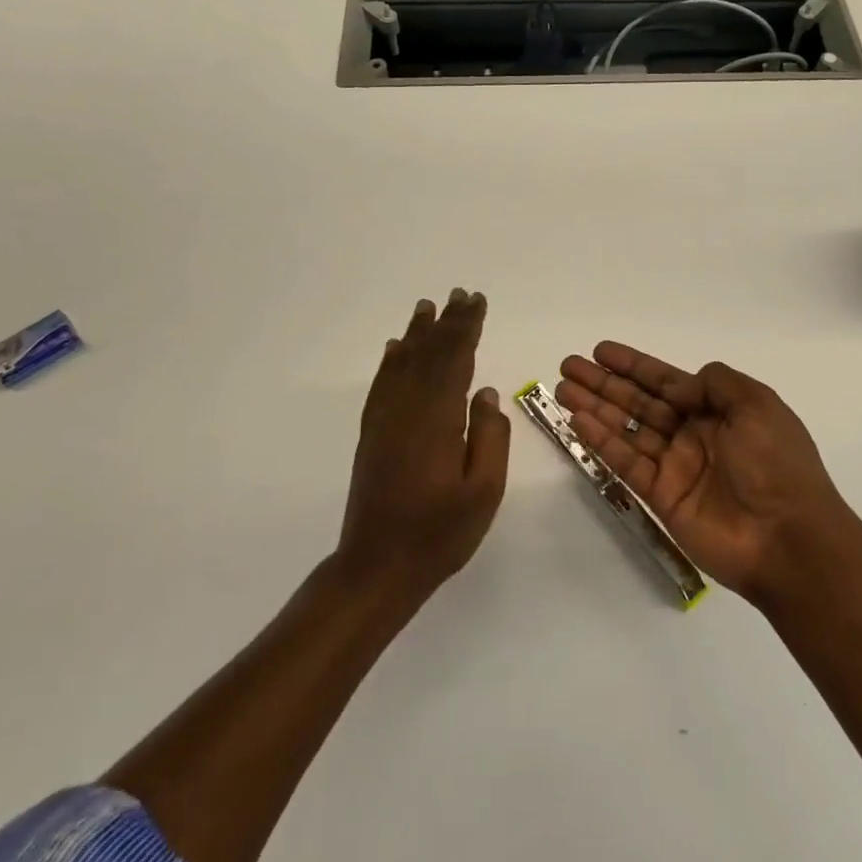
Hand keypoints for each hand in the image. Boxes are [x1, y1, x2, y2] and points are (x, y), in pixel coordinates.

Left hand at [338, 289, 509, 599]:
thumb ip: (490, 438)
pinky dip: (391, 361)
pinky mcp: (372, 434)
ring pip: (404, 364)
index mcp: (437, 421)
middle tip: (461, 293)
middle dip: (448, 323)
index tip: (477, 302)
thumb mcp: (483, 493)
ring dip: (419, 333)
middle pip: (430, 355)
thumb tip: (487, 394)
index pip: (455, 361)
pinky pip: (382, 385)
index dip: (467, 328)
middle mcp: (407, 410)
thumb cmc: (439, 534)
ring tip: (428, 306)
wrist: (377, 568)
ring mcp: (384, 421)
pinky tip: (397, 347)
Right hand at [556, 343, 855, 602]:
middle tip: (568, 366)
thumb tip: (679, 387)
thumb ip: (716, 383)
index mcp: (718, 411)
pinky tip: (578, 421)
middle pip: (639, 402)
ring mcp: (675, 466)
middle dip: (604, 383)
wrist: (788, 539)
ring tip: (563, 389)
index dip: (633, 365)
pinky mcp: (662, 497)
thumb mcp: (757, 405)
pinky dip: (602, 442)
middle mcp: (693, 434)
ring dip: (595, 408)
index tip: (601, 350)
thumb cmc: (776, 464)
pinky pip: (626, 463)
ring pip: (626, 429)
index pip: (666, 381)